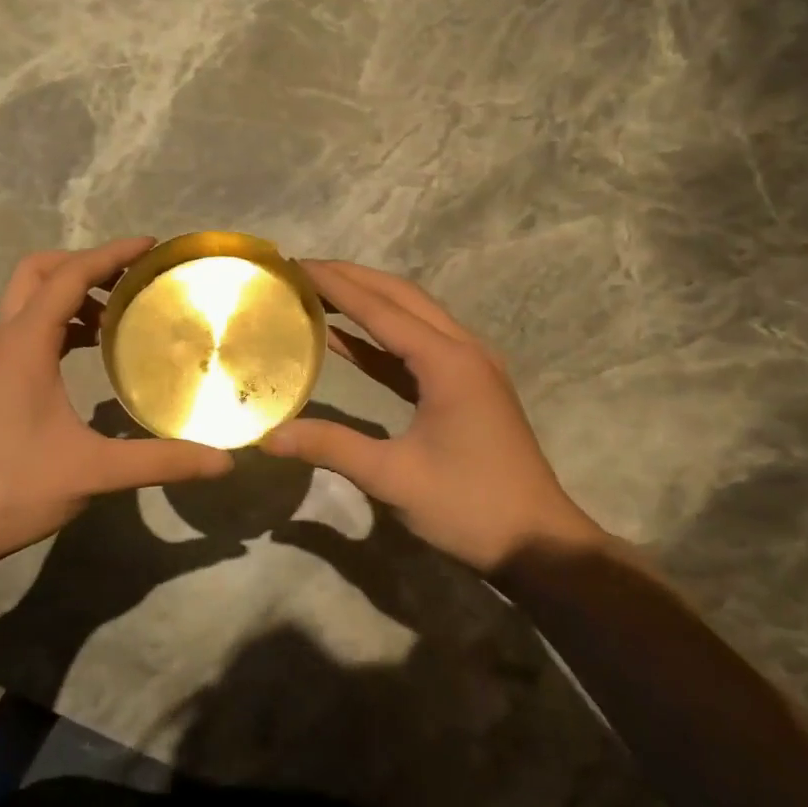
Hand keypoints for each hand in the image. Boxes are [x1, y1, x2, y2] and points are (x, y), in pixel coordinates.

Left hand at [0, 238, 231, 578]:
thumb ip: (160, 461)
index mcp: (25, 344)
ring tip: (118, 316)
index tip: (150, 246)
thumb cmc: (10, 489)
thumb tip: (223, 460)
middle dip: (83, 264)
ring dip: (70, 296)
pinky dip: (59, 325)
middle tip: (129, 280)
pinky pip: (27, 332)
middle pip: (38, 273)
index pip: (69, 276)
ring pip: (28, 302)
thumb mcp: (93, 472)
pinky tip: (89, 355)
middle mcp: (4, 341)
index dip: (111, 254)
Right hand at [261, 260, 604, 573]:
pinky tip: (346, 340)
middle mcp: (463, 350)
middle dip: (353, 279)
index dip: (336, 285)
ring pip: (413, 317)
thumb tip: (269, 436)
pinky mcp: (468, 387)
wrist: (538, 542)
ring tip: (319, 292)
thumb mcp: (393, 478)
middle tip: (303, 270)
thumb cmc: (469, 506)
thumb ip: (331, 447)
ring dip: (369, 302)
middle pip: (401, 298)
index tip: (296, 265)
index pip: (381, 309)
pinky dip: (381, 338)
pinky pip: (418, 348)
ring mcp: (470, 367)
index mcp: (448, 362)